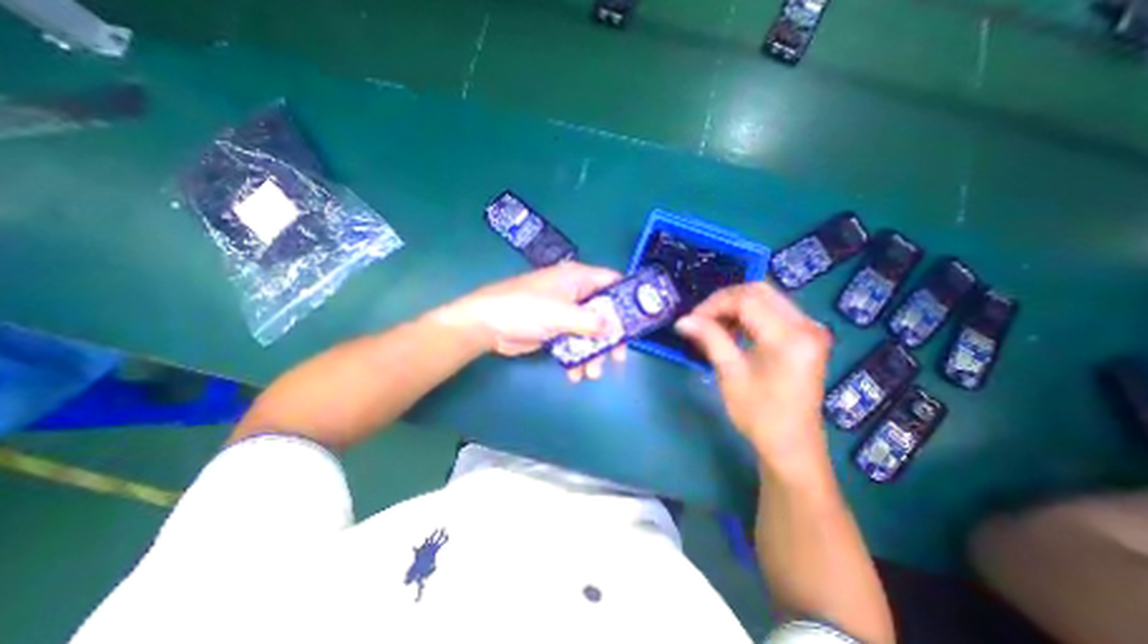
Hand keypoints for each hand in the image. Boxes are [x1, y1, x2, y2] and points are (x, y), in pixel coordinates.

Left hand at [437, 261, 626, 381]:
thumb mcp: (560, 313)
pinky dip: (576, 358)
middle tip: (618, 357)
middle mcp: (574, 293)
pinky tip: (574, 374)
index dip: (627, 298)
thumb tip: (614, 327)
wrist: (486, 325)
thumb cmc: (523, 309)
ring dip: (592, 353)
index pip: (611, 282)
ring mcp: (564, 313)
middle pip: (603, 312)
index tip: (638, 321)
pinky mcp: (554, 330)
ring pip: (589, 332)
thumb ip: (590, 320)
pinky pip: (573, 343)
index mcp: (577, 278)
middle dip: (610, 337)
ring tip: (592, 374)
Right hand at [674, 281, 834, 477]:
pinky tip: (732, 330)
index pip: (746, 300)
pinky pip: (772, 310)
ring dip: (734, 306)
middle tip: (701, 319)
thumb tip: (682, 320)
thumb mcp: (731, 374)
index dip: (714, 305)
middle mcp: (806, 325)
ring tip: (713, 326)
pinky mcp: (805, 335)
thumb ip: (710, 339)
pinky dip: (748, 314)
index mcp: (790, 337)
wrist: (792, 445)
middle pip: (758, 291)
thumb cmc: (760, 415)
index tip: (692, 320)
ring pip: (765, 298)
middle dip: (723, 301)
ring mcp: (809, 329)